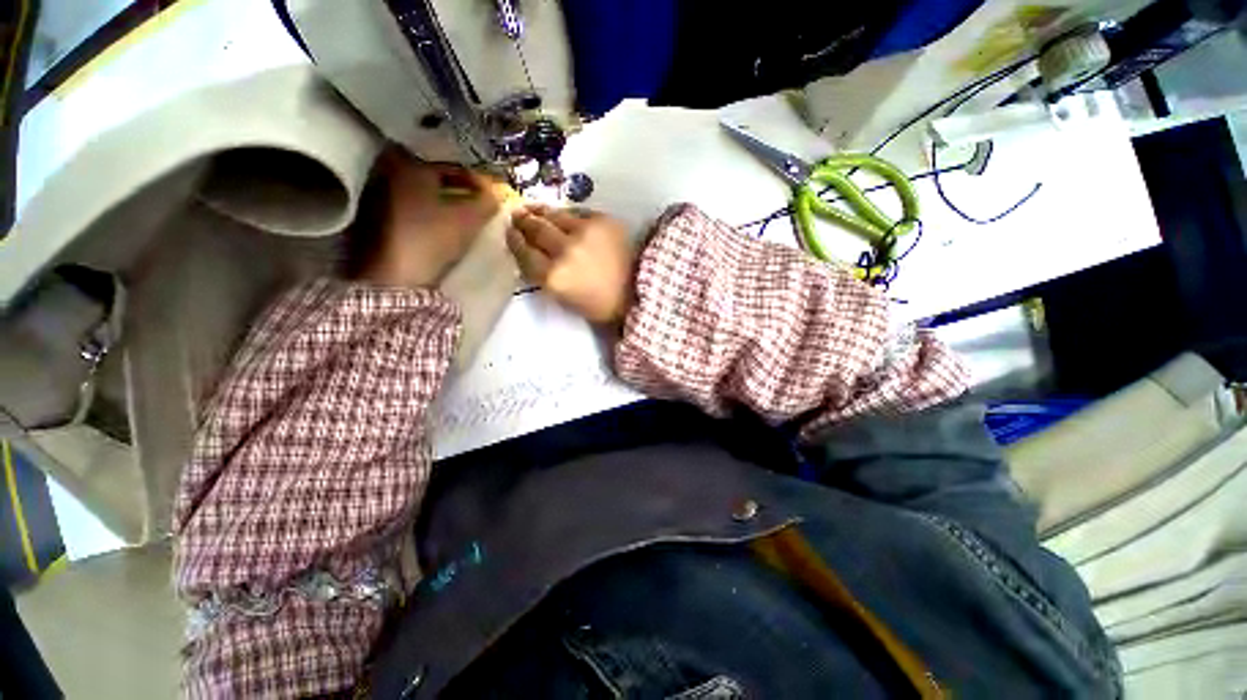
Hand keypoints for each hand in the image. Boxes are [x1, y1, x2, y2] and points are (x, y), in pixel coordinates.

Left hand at [351, 150, 500, 288]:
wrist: (392, 277)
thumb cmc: (431, 238)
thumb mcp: (468, 219)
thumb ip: (487, 202)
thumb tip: (497, 194)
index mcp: (410, 165)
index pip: (454, 168)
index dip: (478, 181)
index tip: (494, 196)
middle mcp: (388, 173)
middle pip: (435, 179)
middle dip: (460, 191)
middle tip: (480, 206)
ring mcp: (378, 198)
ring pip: (422, 196)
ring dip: (444, 204)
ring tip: (465, 219)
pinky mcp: (374, 222)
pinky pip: (412, 211)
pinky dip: (429, 215)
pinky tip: (443, 229)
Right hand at [506, 205, 634, 323]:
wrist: (636, 292)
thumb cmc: (598, 303)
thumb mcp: (563, 297)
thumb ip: (543, 273)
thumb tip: (529, 250)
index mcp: (553, 277)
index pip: (523, 251)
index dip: (514, 239)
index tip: (510, 232)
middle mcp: (564, 250)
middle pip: (535, 228)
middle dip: (523, 221)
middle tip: (518, 215)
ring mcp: (584, 232)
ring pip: (553, 214)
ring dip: (540, 212)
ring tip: (533, 209)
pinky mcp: (602, 220)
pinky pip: (576, 212)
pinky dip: (566, 215)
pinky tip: (561, 216)